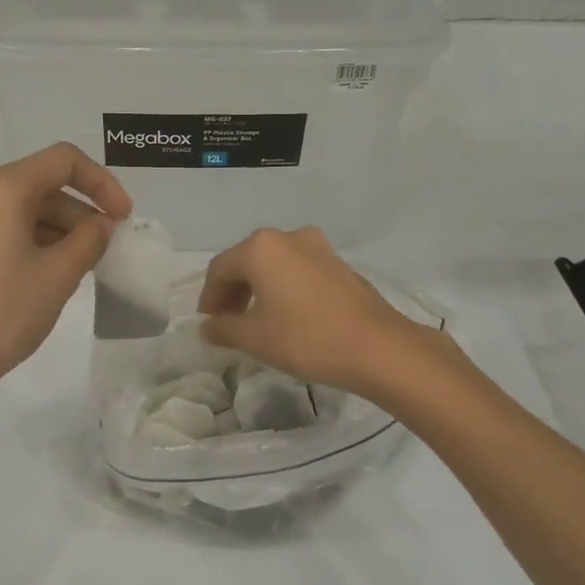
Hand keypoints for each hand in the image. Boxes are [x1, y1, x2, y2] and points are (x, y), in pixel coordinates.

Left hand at [0, 143, 131, 407]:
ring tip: (84, 267)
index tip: (123, 218)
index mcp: (2, 189)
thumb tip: (102, 224)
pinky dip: (34, 242)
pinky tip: (50, 274)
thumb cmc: (1, 314)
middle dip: (81, 212)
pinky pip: (3, 230)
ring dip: (59, 230)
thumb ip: (89, 241)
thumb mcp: (58, 276)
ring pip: (22, 210)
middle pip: (42, 185)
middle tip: (107, 249)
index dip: (102, 183)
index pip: (64, 161)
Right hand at [197, 226, 436, 396]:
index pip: (220, 269)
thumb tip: (208, 327)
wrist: (377, 347)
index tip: (208, 324)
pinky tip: (287, 315)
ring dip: (258, 289)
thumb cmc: (306, 339)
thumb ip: (223, 329)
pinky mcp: (338, 262)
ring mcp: (317, 246)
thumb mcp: (255, 338)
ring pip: (274, 264)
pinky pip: (298, 270)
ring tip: (256, 321)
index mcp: (260, 248)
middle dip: (232, 292)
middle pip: (247, 261)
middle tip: (228, 323)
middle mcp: (287, 237)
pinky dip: (283, 287)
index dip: (209, 298)